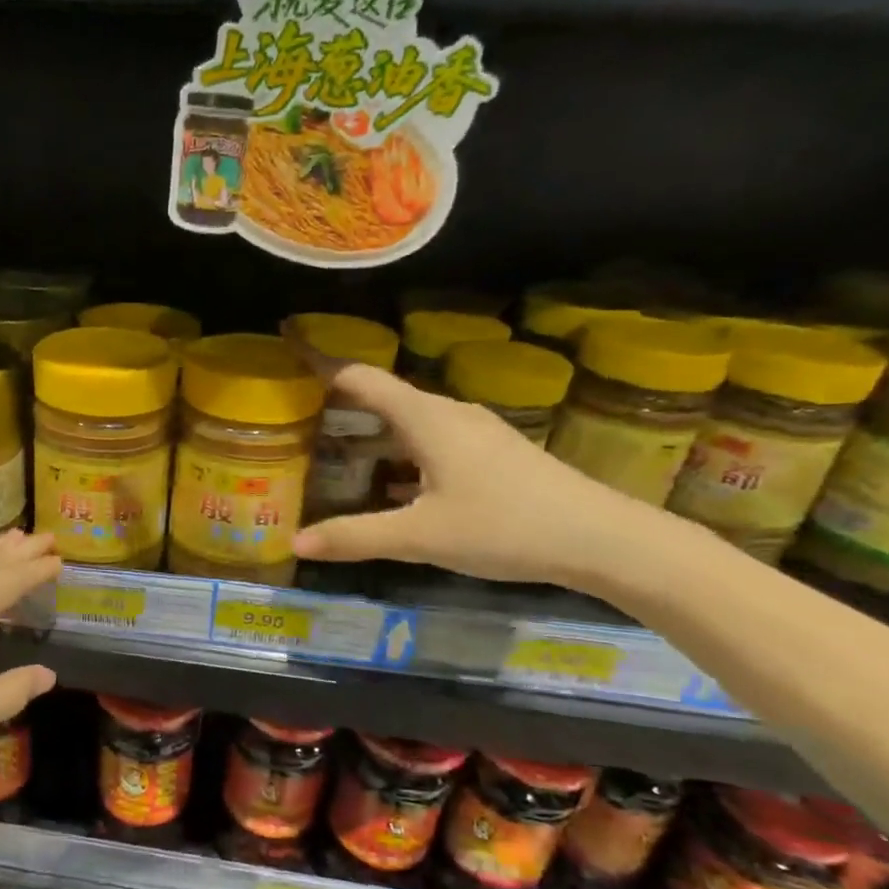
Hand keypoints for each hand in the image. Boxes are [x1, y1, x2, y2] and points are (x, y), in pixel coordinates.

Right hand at [291, 364, 649, 588]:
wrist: (601, 538)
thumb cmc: (504, 526)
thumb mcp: (420, 537)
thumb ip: (356, 537)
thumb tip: (296, 542)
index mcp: (427, 419)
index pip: (361, 378)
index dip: (322, 363)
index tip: (288, 347)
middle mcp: (449, 414)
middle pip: (384, 396)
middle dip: (341, 401)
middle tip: (298, 413)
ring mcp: (475, 432)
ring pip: (410, 420)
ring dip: (372, 429)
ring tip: (334, 446)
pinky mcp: (492, 454)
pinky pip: (431, 439)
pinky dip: (400, 450)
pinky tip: (391, 482)